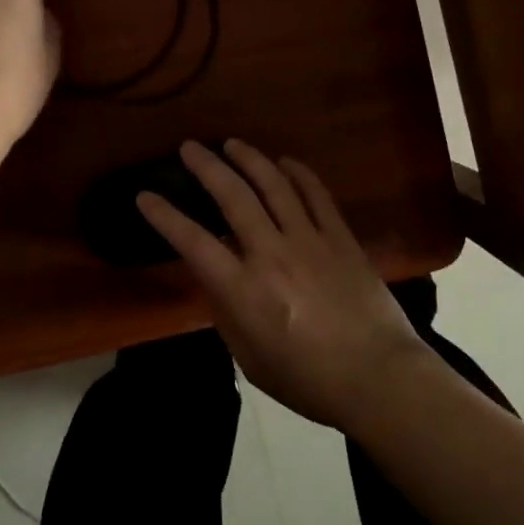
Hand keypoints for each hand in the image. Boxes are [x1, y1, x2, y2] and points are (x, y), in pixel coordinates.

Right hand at [138, 140, 433, 429]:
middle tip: (190, 148)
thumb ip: (228, 314)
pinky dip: (299, 173)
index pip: (193, 241)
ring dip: (250, 159)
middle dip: (206, 167)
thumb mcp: (250, 358)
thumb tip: (219, 280)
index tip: (145, 195)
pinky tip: (285, 162)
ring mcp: (309, 240)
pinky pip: (316, 194)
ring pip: (274, 185)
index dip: (164, 216)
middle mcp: (271, 253)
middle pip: (233, 196)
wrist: (378, 377)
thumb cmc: (308, 380)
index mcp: (243, 290)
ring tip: (232, 144)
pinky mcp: (341, 238)